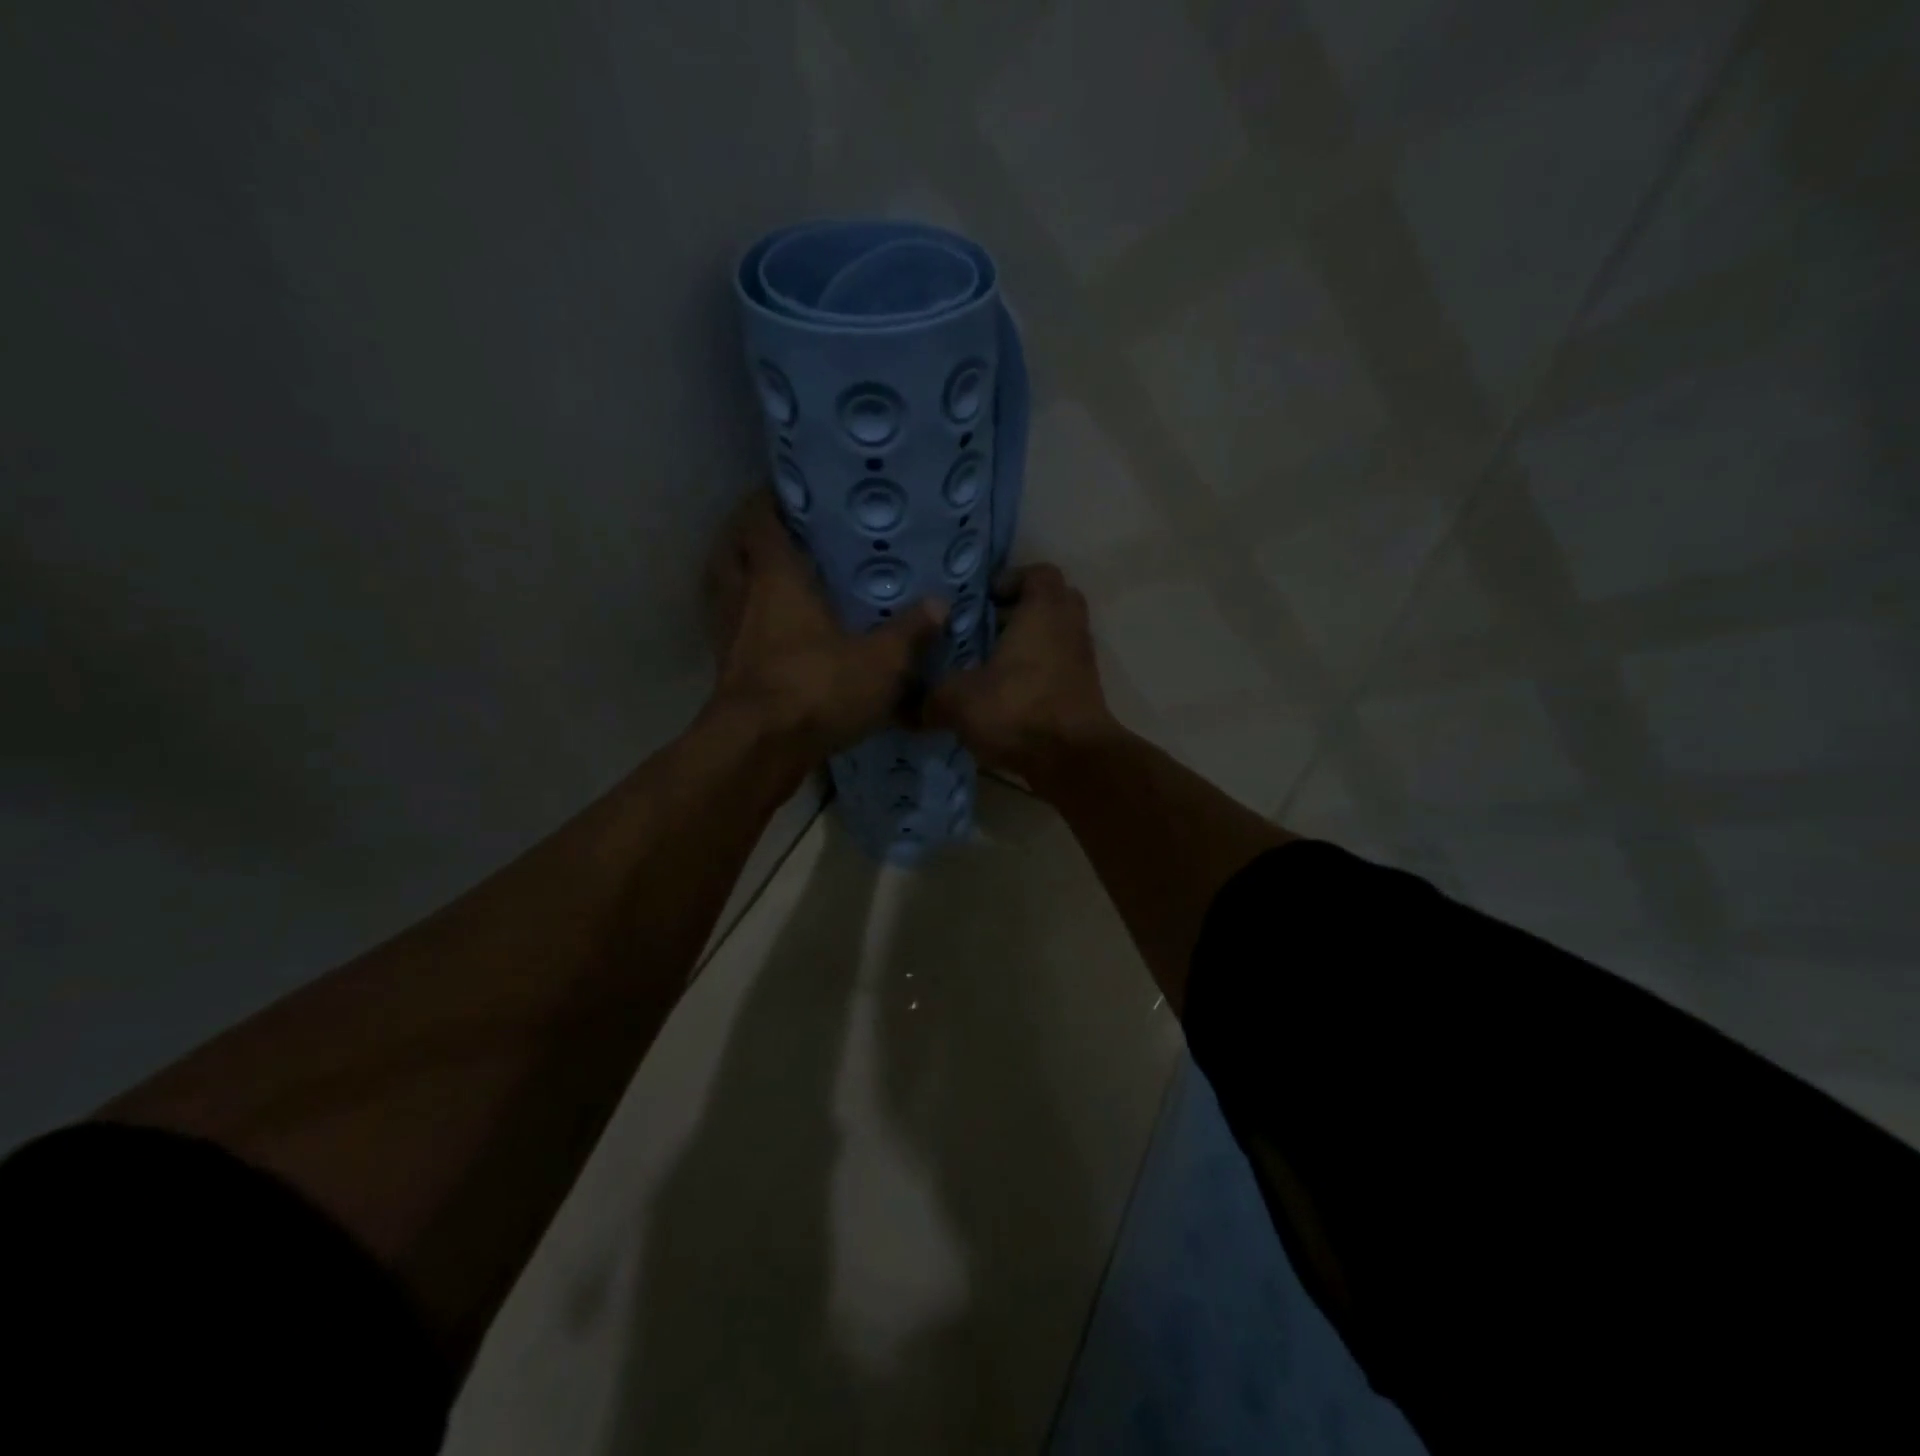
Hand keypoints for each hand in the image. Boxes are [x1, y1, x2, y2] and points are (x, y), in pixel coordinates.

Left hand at [705, 493, 945, 756]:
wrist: (758, 749)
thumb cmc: (816, 688)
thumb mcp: (880, 662)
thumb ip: (910, 633)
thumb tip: (940, 604)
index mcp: (775, 579)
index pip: (759, 521)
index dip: (768, 501)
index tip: (787, 492)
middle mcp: (742, 598)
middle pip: (730, 551)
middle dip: (747, 538)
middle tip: (779, 536)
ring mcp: (728, 636)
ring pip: (723, 592)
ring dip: (740, 580)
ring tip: (771, 580)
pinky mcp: (727, 671)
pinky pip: (731, 631)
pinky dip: (744, 623)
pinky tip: (770, 636)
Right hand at [924, 563, 1117, 784]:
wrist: (1072, 758)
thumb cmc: (1017, 709)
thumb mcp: (958, 700)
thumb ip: (933, 697)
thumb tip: (913, 707)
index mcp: (1043, 611)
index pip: (1039, 573)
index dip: (1011, 579)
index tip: (984, 600)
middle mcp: (1069, 627)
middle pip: (1053, 601)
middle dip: (1022, 610)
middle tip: (989, 628)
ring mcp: (1082, 660)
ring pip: (1057, 636)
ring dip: (1030, 644)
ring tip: (993, 665)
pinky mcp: (1085, 690)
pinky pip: (1061, 666)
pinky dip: (1040, 672)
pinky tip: (1009, 695)